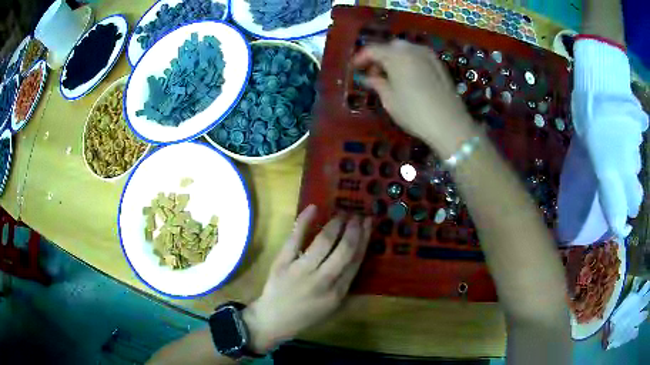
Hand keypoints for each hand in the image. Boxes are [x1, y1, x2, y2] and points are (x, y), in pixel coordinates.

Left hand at [243, 205, 371, 353]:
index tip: (369, 224)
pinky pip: (295, 238)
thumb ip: (348, 287)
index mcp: (338, 292)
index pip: (356, 261)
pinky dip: (304, 221)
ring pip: (324, 241)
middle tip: (358, 214)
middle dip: (355, 228)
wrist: (273, 319)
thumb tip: (359, 260)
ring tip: (342, 213)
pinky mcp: (283, 262)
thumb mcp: (333, 308)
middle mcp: (323, 280)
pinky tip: (313, 208)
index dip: (364, 239)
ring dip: (336, 224)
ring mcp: (301, 270)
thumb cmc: (305, 316)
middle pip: (344, 249)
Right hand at [352, 40, 478, 156]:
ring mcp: (428, 55)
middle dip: (379, 56)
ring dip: (394, 58)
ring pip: (406, 50)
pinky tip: (407, 76)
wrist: (450, 123)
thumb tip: (369, 77)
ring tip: (390, 75)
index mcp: (396, 55)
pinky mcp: (439, 64)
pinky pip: (418, 56)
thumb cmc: (414, 112)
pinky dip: (408, 61)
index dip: (361, 58)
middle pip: (390, 46)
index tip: (354, 68)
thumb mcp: (389, 100)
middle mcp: (412, 49)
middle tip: (373, 73)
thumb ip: (377, 83)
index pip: (372, 50)